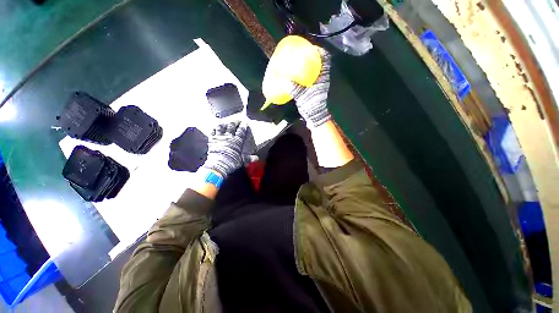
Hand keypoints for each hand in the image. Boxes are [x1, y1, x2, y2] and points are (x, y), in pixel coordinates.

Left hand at [203, 121, 248, 176]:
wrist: (219, 164)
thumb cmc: (231, 162)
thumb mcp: (241, 161)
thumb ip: (248, 158)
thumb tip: (256, 158)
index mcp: (236, 141)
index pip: (241, 131)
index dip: (243, 126)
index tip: (244, 122)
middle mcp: (228, 137)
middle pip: (231, 127)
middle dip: (234, 122)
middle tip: (236, 120)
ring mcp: (219, 137)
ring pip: (221, 127)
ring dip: (223, 124)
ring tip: (224, 123)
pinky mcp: (212, 140)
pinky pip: (212, 132)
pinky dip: (213, 130)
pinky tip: (214, 129)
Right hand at [290, 48, 331, 128]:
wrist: (316, 116)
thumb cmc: (311, 104)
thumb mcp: (300, 94)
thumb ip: (292, 86)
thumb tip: (282, 78)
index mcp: (323, 76)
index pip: (326, 58)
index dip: (320, 50)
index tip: (311, 46)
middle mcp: (323, 76)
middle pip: (321, 60)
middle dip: (312, 54)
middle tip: (301, 50)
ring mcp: (320, 80)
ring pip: (316, 66)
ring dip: (309, 61)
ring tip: (298, 58)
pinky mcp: (316, 85)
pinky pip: (312, 73)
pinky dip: (306, 69)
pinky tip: (296, 70)